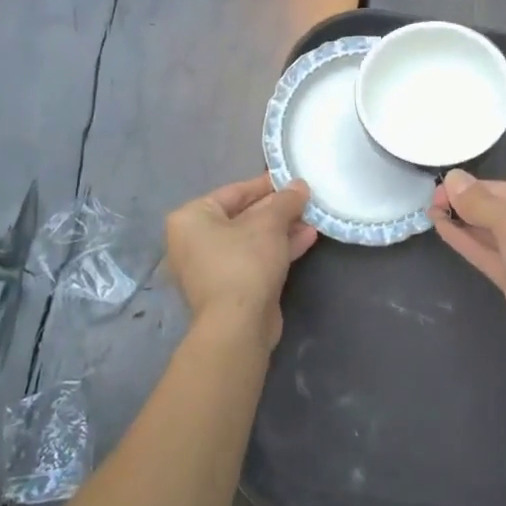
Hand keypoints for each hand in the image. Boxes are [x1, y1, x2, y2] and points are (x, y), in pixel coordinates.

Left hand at [165, 174, 316, 349]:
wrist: (238, 326)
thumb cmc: (244, 262)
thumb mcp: (269, 223)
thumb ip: (285, 200)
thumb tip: (300, 185)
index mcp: (192, 218)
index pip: (234, 191)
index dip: (266, 184)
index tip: (292, 180)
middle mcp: (195, 241)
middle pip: (244, 216)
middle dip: (278, 209)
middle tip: (306, 199)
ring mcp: (212, 267)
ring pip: (252, 239)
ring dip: (282, 229)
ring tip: (313, 217)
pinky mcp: (230, 288)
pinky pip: (255, 259)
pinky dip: (278, 249)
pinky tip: (307, 238)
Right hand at [432, 171, 505, 390]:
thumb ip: (482, 203)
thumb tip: (453, 177)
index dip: (473, 188)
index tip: (439, 186)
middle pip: (502, 210)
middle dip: (468, 205)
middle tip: (431, 199)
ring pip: (494, 235)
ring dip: (464, 223)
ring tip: (431, 211)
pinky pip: (492, 256)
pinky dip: (470, 243)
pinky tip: (445, 230)